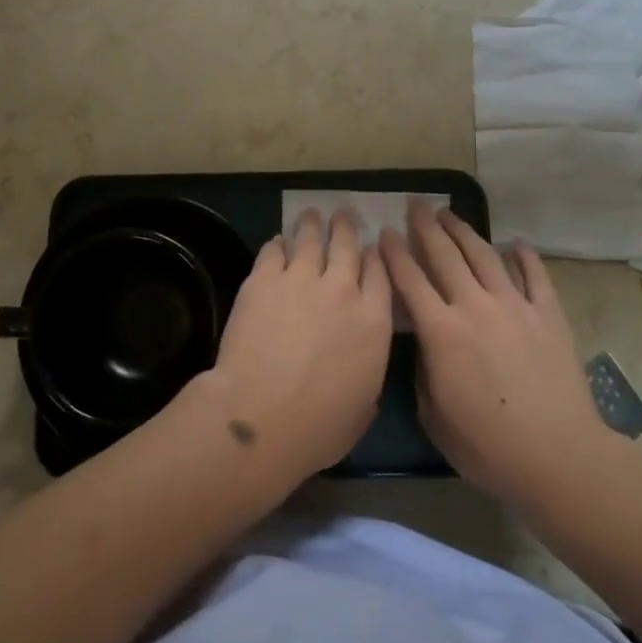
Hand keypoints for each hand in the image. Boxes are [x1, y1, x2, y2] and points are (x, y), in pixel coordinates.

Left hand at [195, 208, 393, 480]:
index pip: (381, 273)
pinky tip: (277, 242)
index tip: (372, 247)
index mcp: (373, 321)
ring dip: (313, 224)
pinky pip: (273, 250)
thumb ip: (368, 373)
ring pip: (311, 238)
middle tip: (343, 215)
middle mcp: (342, 290)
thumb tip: (361, 363)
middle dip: (347, 226)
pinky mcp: (263, 279)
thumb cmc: (318, 427)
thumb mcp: (363, 408)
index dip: (376, 256)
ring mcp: (301, 279)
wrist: (261, 416)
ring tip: (312, 214)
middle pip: (348, 245)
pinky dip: (278, 244)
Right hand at [380, 201, 609, 503]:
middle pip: (445, 255)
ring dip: (464, 231)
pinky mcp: (548, 314)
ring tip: (450, 213)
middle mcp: (474, 306)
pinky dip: (525, 257)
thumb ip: (424, 372)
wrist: (557, 456)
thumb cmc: (487, 446)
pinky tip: (517, 244)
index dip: (395, 254)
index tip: (385, 232)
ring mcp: (515, 306)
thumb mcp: (434, 416)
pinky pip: (535, 276)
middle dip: (426, 227)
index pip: (410, 280)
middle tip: (416, 204)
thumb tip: (426, 346)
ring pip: (484, 256)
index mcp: (441, 331)